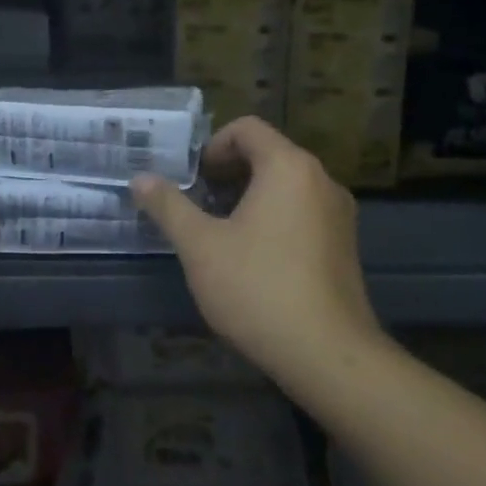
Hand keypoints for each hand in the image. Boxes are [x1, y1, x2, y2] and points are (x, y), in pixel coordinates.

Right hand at [132, 117, 381, 397]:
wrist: (329, 356)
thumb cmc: (258, 288)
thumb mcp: (200, 246)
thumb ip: (168, 206)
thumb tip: (139, 179)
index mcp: (288, 167)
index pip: (248, 129)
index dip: (213, 145)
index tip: (193, 178)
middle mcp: (321, 180)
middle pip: (268, 154)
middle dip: (229, 171)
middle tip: (199, 202)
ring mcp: (339, 214)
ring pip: (286, 185)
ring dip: (250, 196)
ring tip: (221, 231)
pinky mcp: (345, 246)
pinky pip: (304, 212)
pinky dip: (275, 217)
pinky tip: (254, 258)